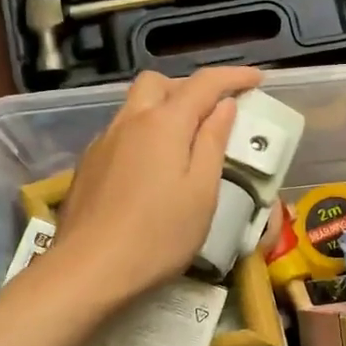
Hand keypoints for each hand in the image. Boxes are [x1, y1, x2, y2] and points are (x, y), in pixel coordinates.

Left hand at [51, 65, 263, 305]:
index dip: (233, 76)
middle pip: (158, 83)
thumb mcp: (201, 192)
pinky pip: (121, 132)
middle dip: (189, 88)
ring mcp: (103, 142)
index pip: (203, 84)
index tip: (257, 79)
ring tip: (184, 144)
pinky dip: (143, 134)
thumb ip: (213, 143)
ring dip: (163, 110)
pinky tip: (151, 170)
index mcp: (164, 123)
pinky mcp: (88, 165)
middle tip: (212, 114)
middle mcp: (129, 121)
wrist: (89, 269)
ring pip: (135, 107)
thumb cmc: (159, 235)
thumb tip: (223, 106)